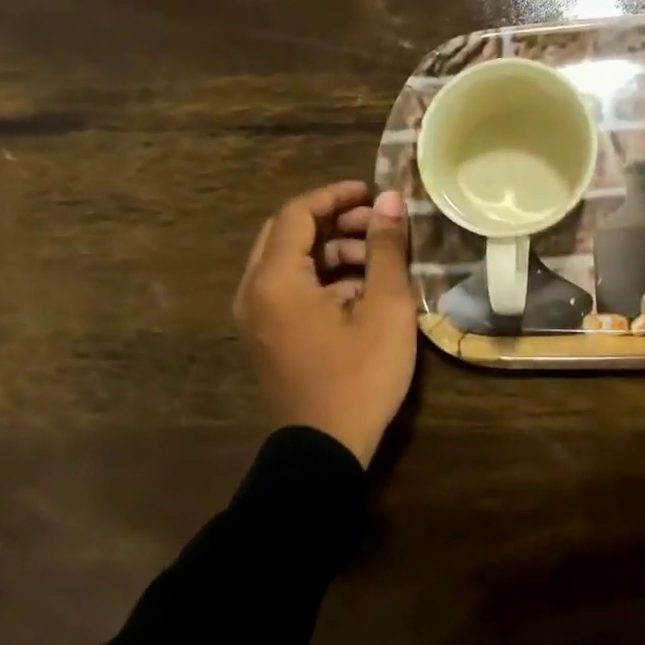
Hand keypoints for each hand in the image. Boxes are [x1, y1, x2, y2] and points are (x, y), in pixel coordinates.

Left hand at [233, 180, 417, 465]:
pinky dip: (321, 279)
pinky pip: (288, 290)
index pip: (297, 214)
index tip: (372, 193)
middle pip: (288, 234)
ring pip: (289, 262)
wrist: (325, 451)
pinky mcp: (266, 337)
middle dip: (334, 222)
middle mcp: (254, 292)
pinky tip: (361, 294)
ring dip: (330, 252)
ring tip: (377, 263)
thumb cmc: (359, 376)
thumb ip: (386, 249)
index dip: (335, 196)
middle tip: (375, 225)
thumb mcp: (385, 309)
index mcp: (275, 280)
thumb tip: (390, 200)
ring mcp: (256, 318)